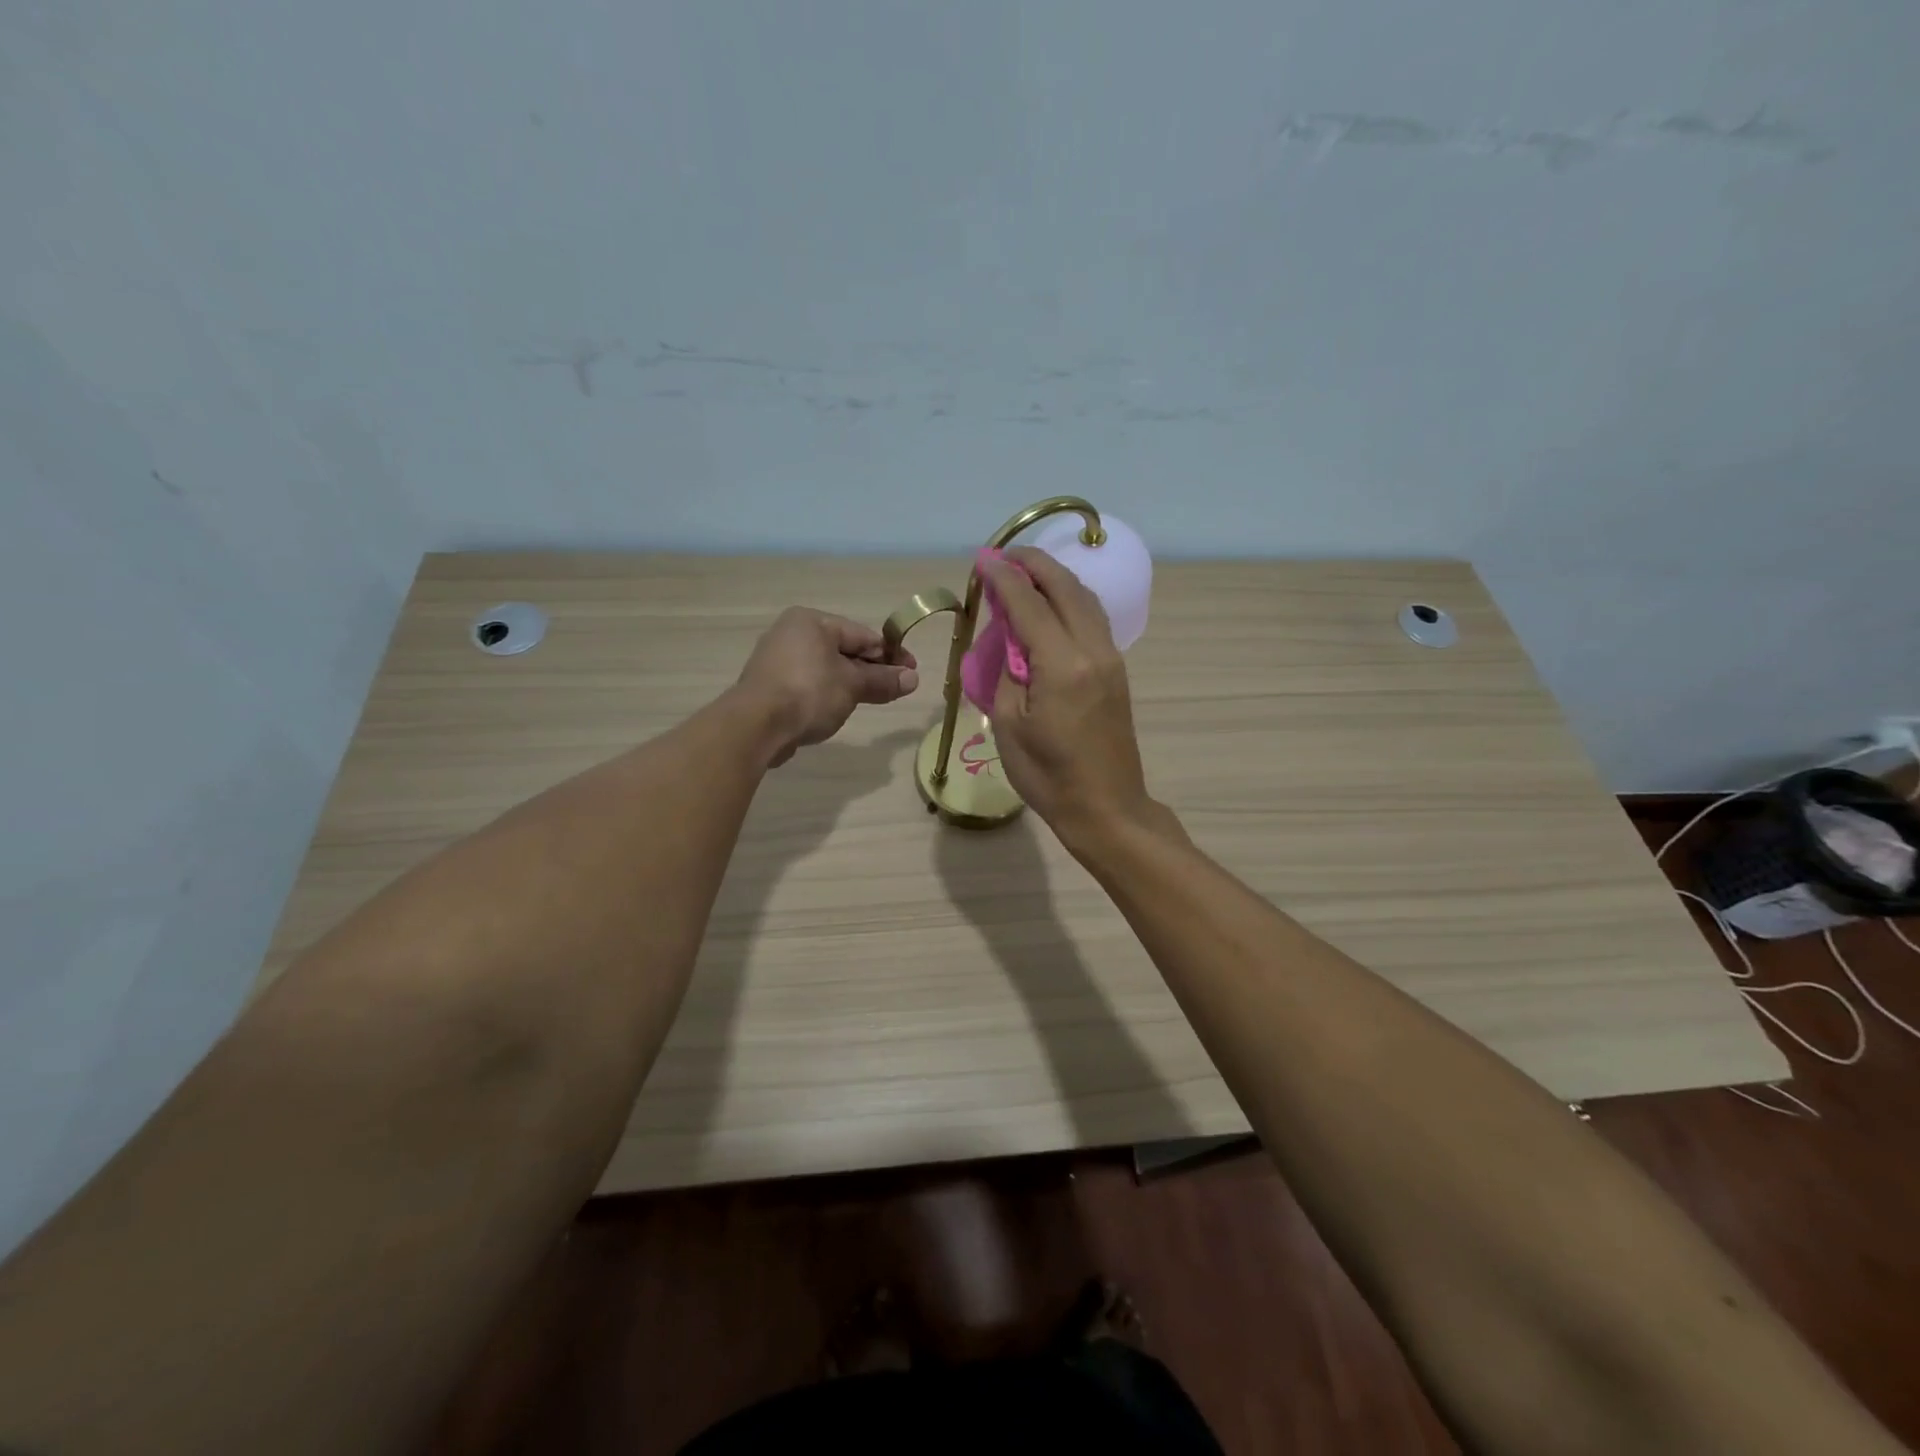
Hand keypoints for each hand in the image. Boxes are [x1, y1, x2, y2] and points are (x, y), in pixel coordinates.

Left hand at [735, 608, 918, 765]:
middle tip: (897, 689)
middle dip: (871, 670)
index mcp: (811, 621)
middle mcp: (791, 633)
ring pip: (826, 669)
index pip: (862, 634)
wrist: (756, 726)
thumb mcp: (853, 685)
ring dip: (850, 684)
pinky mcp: (769, 686)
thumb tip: (913, 678)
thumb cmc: (809, 693)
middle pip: (844, 650)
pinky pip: (809, 684)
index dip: (890, 654)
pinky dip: (827, 694)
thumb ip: (883, 680)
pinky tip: (837, 710)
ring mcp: (777, 660)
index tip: (912, 672)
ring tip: (871, 701)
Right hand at [980, 548, 1152, 846]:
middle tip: (1004, 556)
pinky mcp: (1117, 670)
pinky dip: (1070, 600)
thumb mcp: (1010, 725)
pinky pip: (1093, 619)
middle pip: (1065, 588)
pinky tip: (1052, 604)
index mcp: (1062, 665)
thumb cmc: (1048, 776)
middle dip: (1033, 564)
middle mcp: (1093, 650)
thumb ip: (1007, 671)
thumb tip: (1009, 638)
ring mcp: (1111, 658)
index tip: (982, 561)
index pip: (1028, 605)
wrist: (1107, 807)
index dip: (1002, 578)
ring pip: (1085, 599)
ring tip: (1026, 573)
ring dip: (1055, 578)